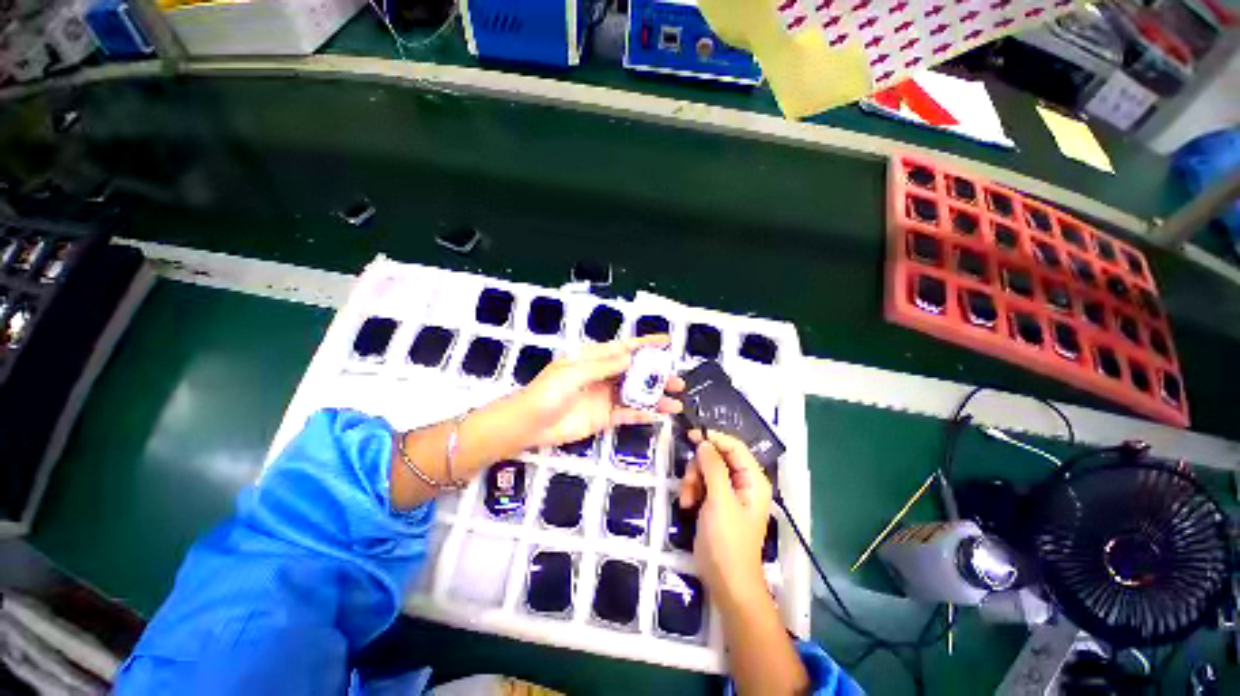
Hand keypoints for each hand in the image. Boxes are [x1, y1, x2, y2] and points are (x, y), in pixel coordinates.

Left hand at [514, 335, 683, 448]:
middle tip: (677, 380)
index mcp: (593, 359)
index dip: (645, 344)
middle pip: (635, 372)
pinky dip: (643, 414)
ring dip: (655, 397)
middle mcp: (603, 375)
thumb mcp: (574, 373)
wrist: (529, 425)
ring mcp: (604, 397)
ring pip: (635, 394)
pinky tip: (659, 416)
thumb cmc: (547, 392)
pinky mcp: (604, 417)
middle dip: (656, 375)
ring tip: (676, 401)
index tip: (667, 341)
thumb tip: (631, 357)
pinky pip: (627, 414)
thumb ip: (603, 366)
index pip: (623, 348)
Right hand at [680, 430, 771, 605]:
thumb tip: (704, 442)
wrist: (726, 582)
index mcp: (753, 479)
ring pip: (705, 470)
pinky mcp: (716, 502)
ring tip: (687, 500)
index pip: (734, 446)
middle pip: (717, 457)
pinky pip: (701, 484)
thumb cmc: (728, 541)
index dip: (713, 438)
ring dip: (692, 480)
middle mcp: (743, 482)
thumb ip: (713, 468)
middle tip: (689, 482)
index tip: (691, 436)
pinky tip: (688, 505)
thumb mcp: (720, 501)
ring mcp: (729, 493)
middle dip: (699, 467)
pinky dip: (692, 491)